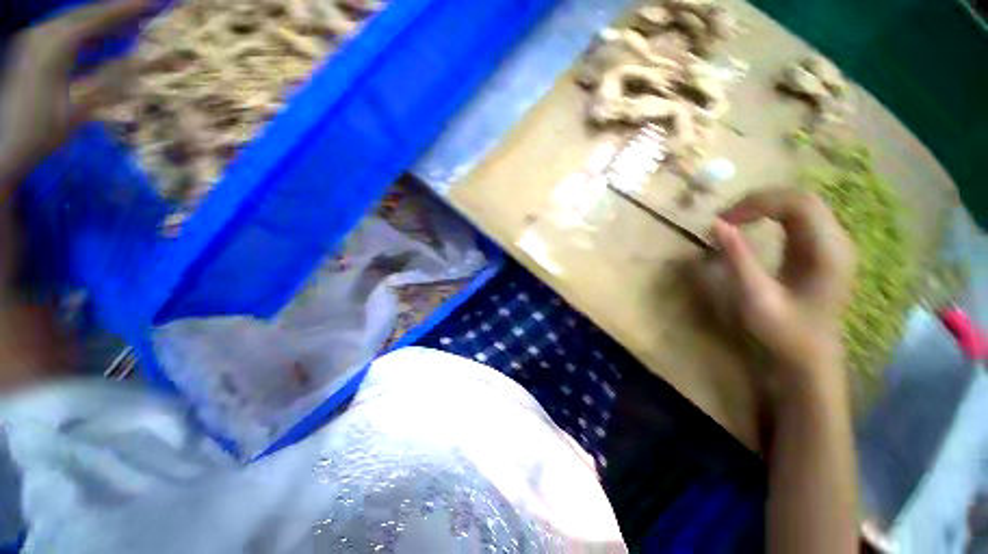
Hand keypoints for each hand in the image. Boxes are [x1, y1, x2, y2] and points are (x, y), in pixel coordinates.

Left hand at [0, 0, 145, 175]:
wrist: (2, 150)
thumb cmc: (39, 133)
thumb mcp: (78, 109)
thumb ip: (108, 81)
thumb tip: (140, 62)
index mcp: (56, 44)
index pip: (100, 17)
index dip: (130, 8)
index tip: (160, 2)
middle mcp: (44, 34)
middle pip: (89, 14)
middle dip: (121, 10)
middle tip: (152, 7)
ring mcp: (36, 42)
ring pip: (79, 21)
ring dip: (107, 20)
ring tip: (135, 19)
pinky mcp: (33, 52)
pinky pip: (68, 33)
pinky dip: (91, 31)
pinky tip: (105, 35)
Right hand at [707, 188, 855, 386]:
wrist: (811, 355)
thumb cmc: (784, 331)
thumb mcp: (755, 297)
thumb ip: (738, 258)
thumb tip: (716, 224)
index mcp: (828, 252)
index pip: (799, 203)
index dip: (758, 202)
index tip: (724, 220)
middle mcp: (837, 241)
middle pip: (801, 198)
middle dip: (759, 201)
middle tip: (725, 218)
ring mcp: (832, 244)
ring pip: (801, 204)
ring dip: (764, 205)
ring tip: (734, 219)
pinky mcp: (822, 249)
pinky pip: (799, 218)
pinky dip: (771, 215)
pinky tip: (752, 225)